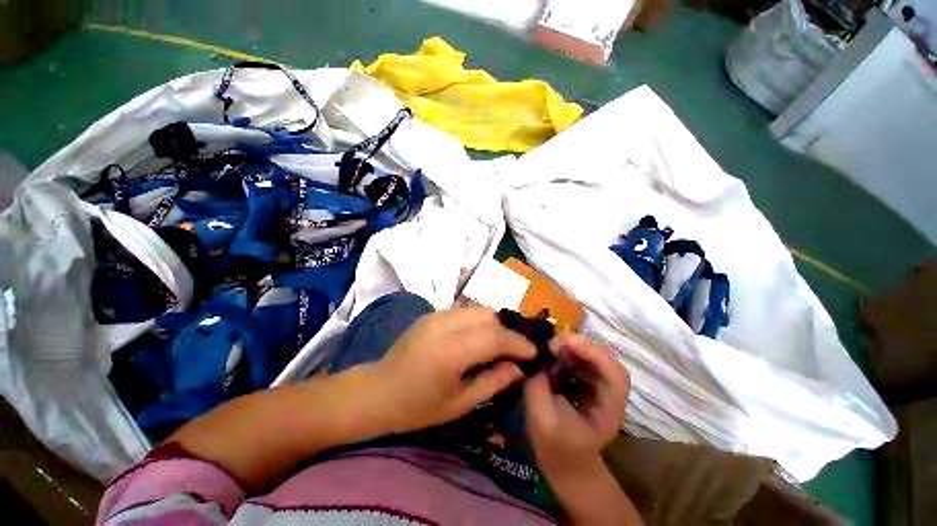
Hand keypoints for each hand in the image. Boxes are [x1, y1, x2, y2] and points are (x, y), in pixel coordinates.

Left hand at [370, 305, 536, 433]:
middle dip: (508, 330)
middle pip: (489, 316)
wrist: (378, 390)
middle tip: (517, 349)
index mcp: (451, 351)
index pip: (495, 337)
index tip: (535, 351)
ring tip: (500, 342)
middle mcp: (445, 324)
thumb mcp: (459, 404)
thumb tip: (519, 368)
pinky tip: (479, 337)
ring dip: (494, 323)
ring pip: (478, 309)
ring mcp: (436, 315)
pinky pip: (464, 311)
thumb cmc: (417, 406)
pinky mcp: (432, 313)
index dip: (519, 343)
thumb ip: (493, 382)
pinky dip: (479, 321)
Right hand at [524, 333, 628, 482]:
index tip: (562, 343)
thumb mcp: (541, 423)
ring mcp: (600, 387)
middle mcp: (610, 394)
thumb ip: (537, 391)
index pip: (614, 373)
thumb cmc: (557, 450)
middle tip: (551, 344)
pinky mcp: (589, 382)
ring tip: (550, 349)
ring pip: (593, 356)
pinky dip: (567, 354)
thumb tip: (537, 365)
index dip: (592, 352)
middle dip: (578, 345)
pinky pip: (582, 360)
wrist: (567, 464)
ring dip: (571, 348)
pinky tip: (552, 357)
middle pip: (604, 359)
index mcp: (609, 409)